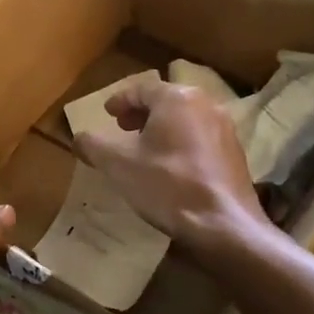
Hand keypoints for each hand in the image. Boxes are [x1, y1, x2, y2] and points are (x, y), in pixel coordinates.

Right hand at [74, 80, 265, 248]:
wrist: (223, 224)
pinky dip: (181, 141)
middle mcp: (205, 104)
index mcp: (176, 98)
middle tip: (123, 127)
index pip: (141, 89)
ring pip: (185, 118)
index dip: (120, 100)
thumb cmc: (167, 185)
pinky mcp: (235, 152)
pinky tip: (171, 166)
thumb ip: (94, 145)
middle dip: (141, 112)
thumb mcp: (118, 165)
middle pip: (166, 100)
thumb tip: (78, 137)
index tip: (107, 113)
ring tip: (145, 147)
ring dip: (162, 127)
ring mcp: (225, 128)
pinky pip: (201, 136)